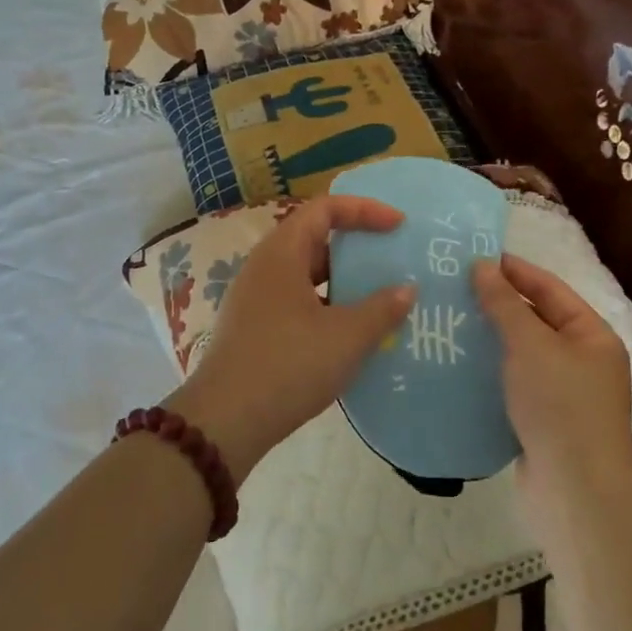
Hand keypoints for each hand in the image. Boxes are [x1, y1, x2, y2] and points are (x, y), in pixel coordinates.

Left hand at [167, 196, 415, 483]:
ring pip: (307, 275)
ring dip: (343, 281)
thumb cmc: (288, 365)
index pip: (324, 209)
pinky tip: (351, 334)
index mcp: (282, 253)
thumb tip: (406, 290)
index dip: (364, 210)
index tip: (398, 226)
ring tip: (380, 298)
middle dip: (356, 246)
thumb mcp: (346, 337)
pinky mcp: (255, 328)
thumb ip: (382, 309)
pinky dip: (328, 307)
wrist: (225, 422)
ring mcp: (256, 299)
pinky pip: (298, 302)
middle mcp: (265, 267)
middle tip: (393, 261)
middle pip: (315, 239)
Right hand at [472, 256, 631, 496]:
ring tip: (447, 321)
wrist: (575, 492)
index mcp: (592, 336)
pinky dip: (489, 372)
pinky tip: (456, 365)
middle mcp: (582, 360)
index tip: (474, 256)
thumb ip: (504, 304)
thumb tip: (483, 265)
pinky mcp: (543, 421)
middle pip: (535, 320)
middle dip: (497, 304)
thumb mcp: (531, 345)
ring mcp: (563, 394)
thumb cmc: (559, 406)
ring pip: (521, 354)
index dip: (514, 270)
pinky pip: (513, 384)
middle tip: (452, 288)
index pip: (550, 288)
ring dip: (489, 338)